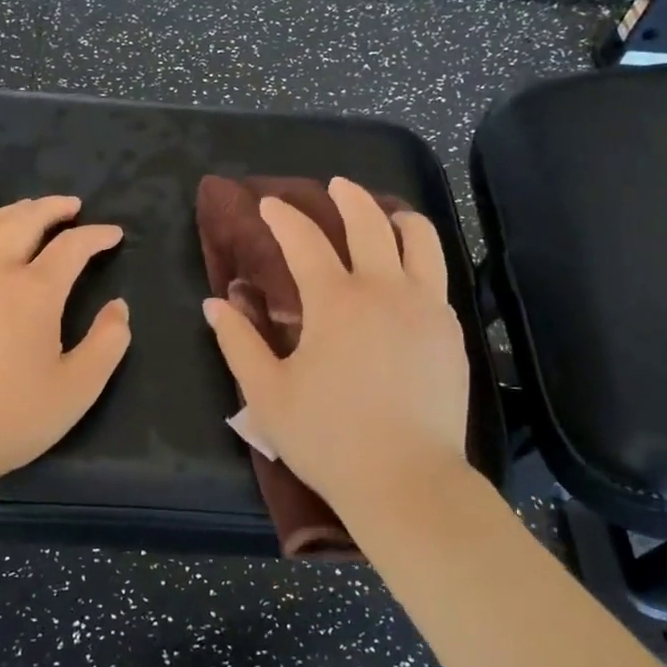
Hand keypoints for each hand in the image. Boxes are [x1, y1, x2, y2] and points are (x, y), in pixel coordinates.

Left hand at [0, 196, 130, 500]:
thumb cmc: (13, 417)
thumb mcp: (79, 388)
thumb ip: (108, 342)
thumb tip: (118, 307)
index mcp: (35, 292)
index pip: (72, 247)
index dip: (96, 236)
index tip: (114, 234)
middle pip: (24, 222)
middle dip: (51, 208)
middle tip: (71, 206)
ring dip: (10, 214)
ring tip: (27, 210)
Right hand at [201, 177, 468, 522]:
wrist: (407, 481)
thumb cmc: (328, 438)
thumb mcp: (267, 393)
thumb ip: (238, 342)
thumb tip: (216, 303)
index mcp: (335, 301)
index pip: (304, 240)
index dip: (283, 217)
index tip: (268, 204)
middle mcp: (384, 290)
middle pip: (369, 222)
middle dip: (348, 196)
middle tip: (335, 186)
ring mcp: (426, 307)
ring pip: (420, 240)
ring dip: (398, 218)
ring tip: (387, 215)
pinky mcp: (451, 332)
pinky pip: (438, 277)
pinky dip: (420, 259)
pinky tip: (409, 273)